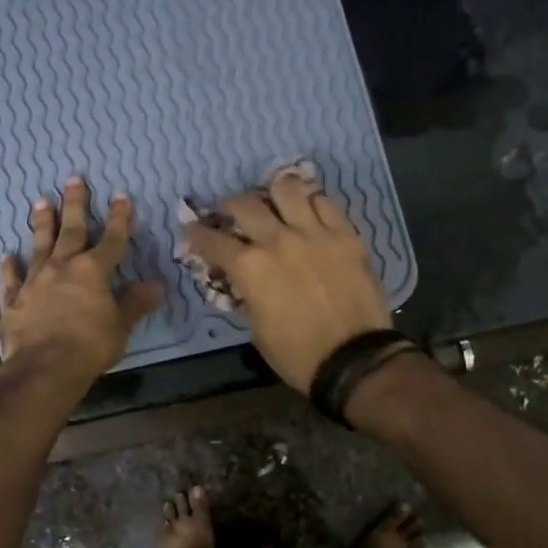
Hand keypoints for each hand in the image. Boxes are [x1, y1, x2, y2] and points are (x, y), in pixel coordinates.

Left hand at [0, 177, 162, 392]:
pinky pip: (12, 278)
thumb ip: (135, 303)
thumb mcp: (121, 326)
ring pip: (39, 245)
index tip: (121, 196)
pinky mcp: (13, 300)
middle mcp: (63, 267)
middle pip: (71, 229)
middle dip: (74, 203)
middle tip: (73, 179)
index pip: (111, 238)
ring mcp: (35, 281)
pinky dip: (10, 266)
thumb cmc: (90, 346)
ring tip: (40, 202)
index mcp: (93, 271)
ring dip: (41, 223)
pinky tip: (8, 255)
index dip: (119, 217)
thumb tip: (157, 285)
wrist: (44, 368)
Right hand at [180, 168, 390, 392]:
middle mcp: (277, 240)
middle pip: (244, 204)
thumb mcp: (257, 329)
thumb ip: (246, 295)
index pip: (212, 240)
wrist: (354, 359)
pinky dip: (310, 203)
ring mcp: (314, 233)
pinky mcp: (345, 235)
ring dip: (273, 193)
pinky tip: (308, 212)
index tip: (193, 229)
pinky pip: (324, 203)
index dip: (197, 233)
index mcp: (250, 268)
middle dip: (229, 205)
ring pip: (287, 188)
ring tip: (273, 201)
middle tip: (230, 211)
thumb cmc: (297, 354)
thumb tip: (243, 280)